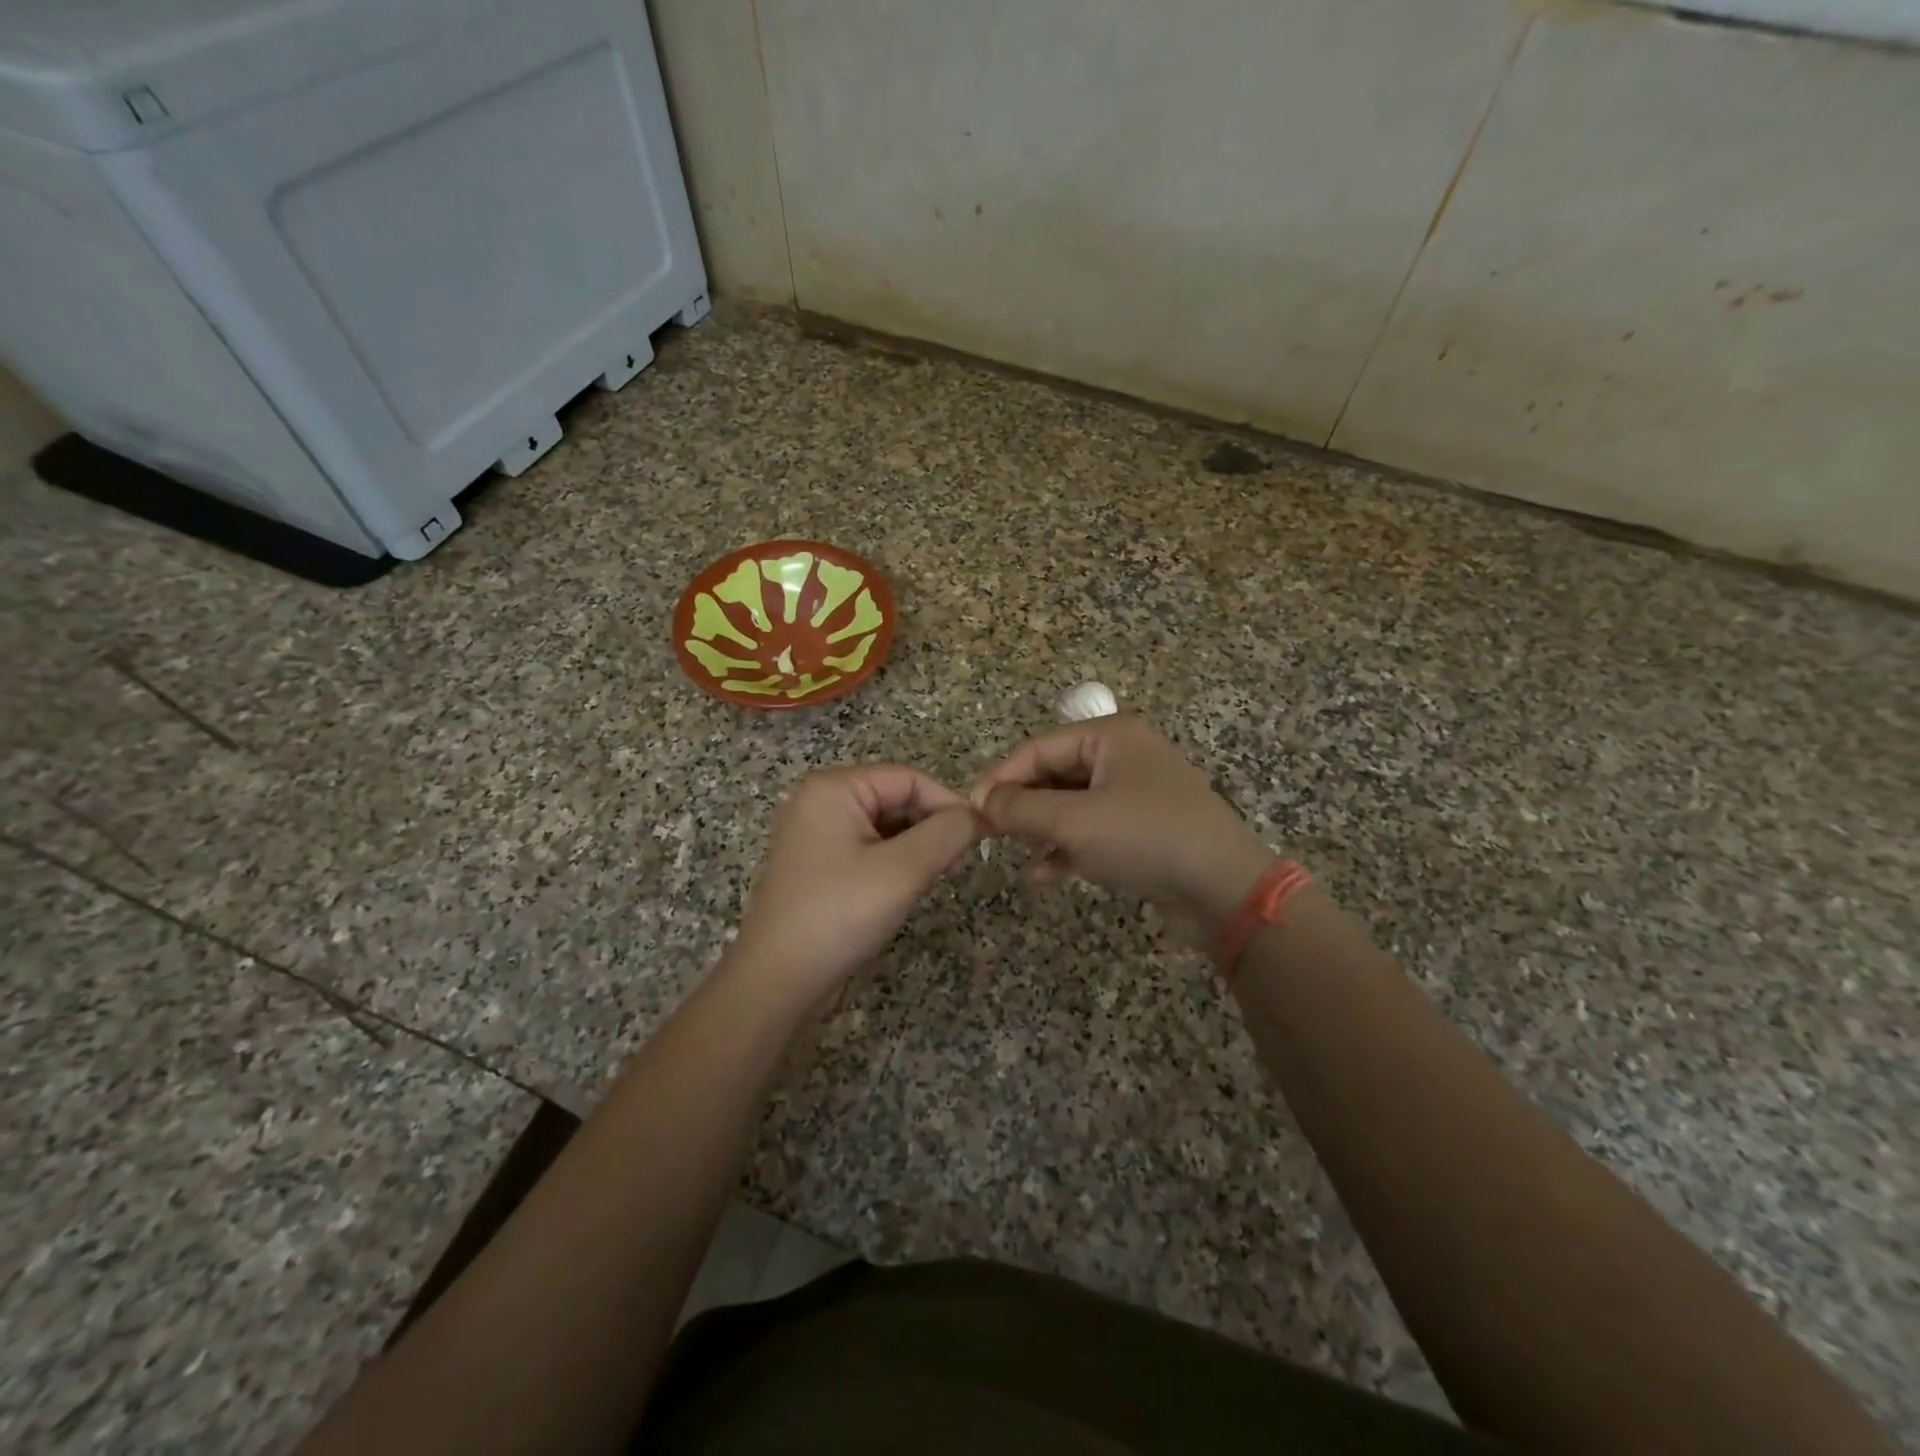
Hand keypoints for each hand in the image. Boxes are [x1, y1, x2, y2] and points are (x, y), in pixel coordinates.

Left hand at [727, 764, 981, 1012]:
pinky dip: (895, 862)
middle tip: (956, 865)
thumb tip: (979, 815)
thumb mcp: (904, 870)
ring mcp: (816, 833)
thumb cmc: (840, 914)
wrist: (777, 981)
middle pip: (896, 798)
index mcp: (834, 788)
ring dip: (916, 847)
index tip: (980, 838)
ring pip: (885, 825)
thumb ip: (948, 833)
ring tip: (936, 878)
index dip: (948, 804)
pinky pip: (868, 848)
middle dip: (931, 827)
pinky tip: (908, 888)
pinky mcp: (818, 864)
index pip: (908, 778)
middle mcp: (820, 801)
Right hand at [973, 716, 1271, 938]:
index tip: (970, 808)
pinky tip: (1044, 873)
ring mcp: (1136, 793)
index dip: (1001, 777)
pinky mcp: (1143, 829)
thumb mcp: (1074, 822)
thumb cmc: (1145, 839)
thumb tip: (981, 801)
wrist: (1225, 890)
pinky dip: (1068, 847)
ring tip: (1015, 852)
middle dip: (1022, 804)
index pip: (1039, 748)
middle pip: (1055, 774)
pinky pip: (1093, 829)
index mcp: (1110, 737)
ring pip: (1072, 804)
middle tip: (988, 833)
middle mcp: (1124, 757)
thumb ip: (1020, 809)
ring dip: (1041, 828)